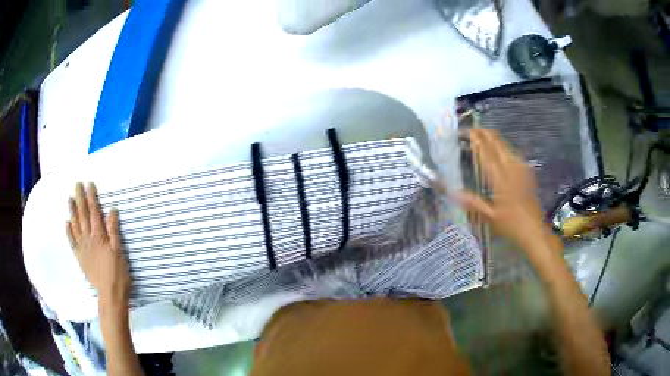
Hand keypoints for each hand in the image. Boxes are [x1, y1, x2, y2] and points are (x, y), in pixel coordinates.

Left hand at [66, 182, 130, 306]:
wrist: (110, 295)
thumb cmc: (118, 274)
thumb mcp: (120, 252)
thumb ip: (114, 231)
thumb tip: (112, 211)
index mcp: (99, 236)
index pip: (95, 212)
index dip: (92, 197)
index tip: (89, 184)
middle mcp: (89, 239)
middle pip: (83, 216)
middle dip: (80, 199)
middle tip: (77, 185)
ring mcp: (83, 248)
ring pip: (76, 226)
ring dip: (72, 211)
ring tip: (69, 199)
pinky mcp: (80, 258)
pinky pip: (72, 242)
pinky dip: (69, 232)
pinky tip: (67, 224)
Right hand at [455, 130, 548, 250]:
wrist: (534, 229)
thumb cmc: (511, 225)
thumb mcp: (489, 217)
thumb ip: (472, 202)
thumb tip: (453, 194)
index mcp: (500, 178)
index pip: (487, 153)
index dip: (478, 140)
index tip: (468, 131)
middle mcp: (512, 169)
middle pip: (498, 144)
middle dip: (486, 134)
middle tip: (474, 130)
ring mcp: (521, 169)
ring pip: (507, 146)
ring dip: (495, 140)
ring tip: (484, 137)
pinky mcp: (527, 173)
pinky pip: (513, 154)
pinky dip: (504, 149)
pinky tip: (501, 152)